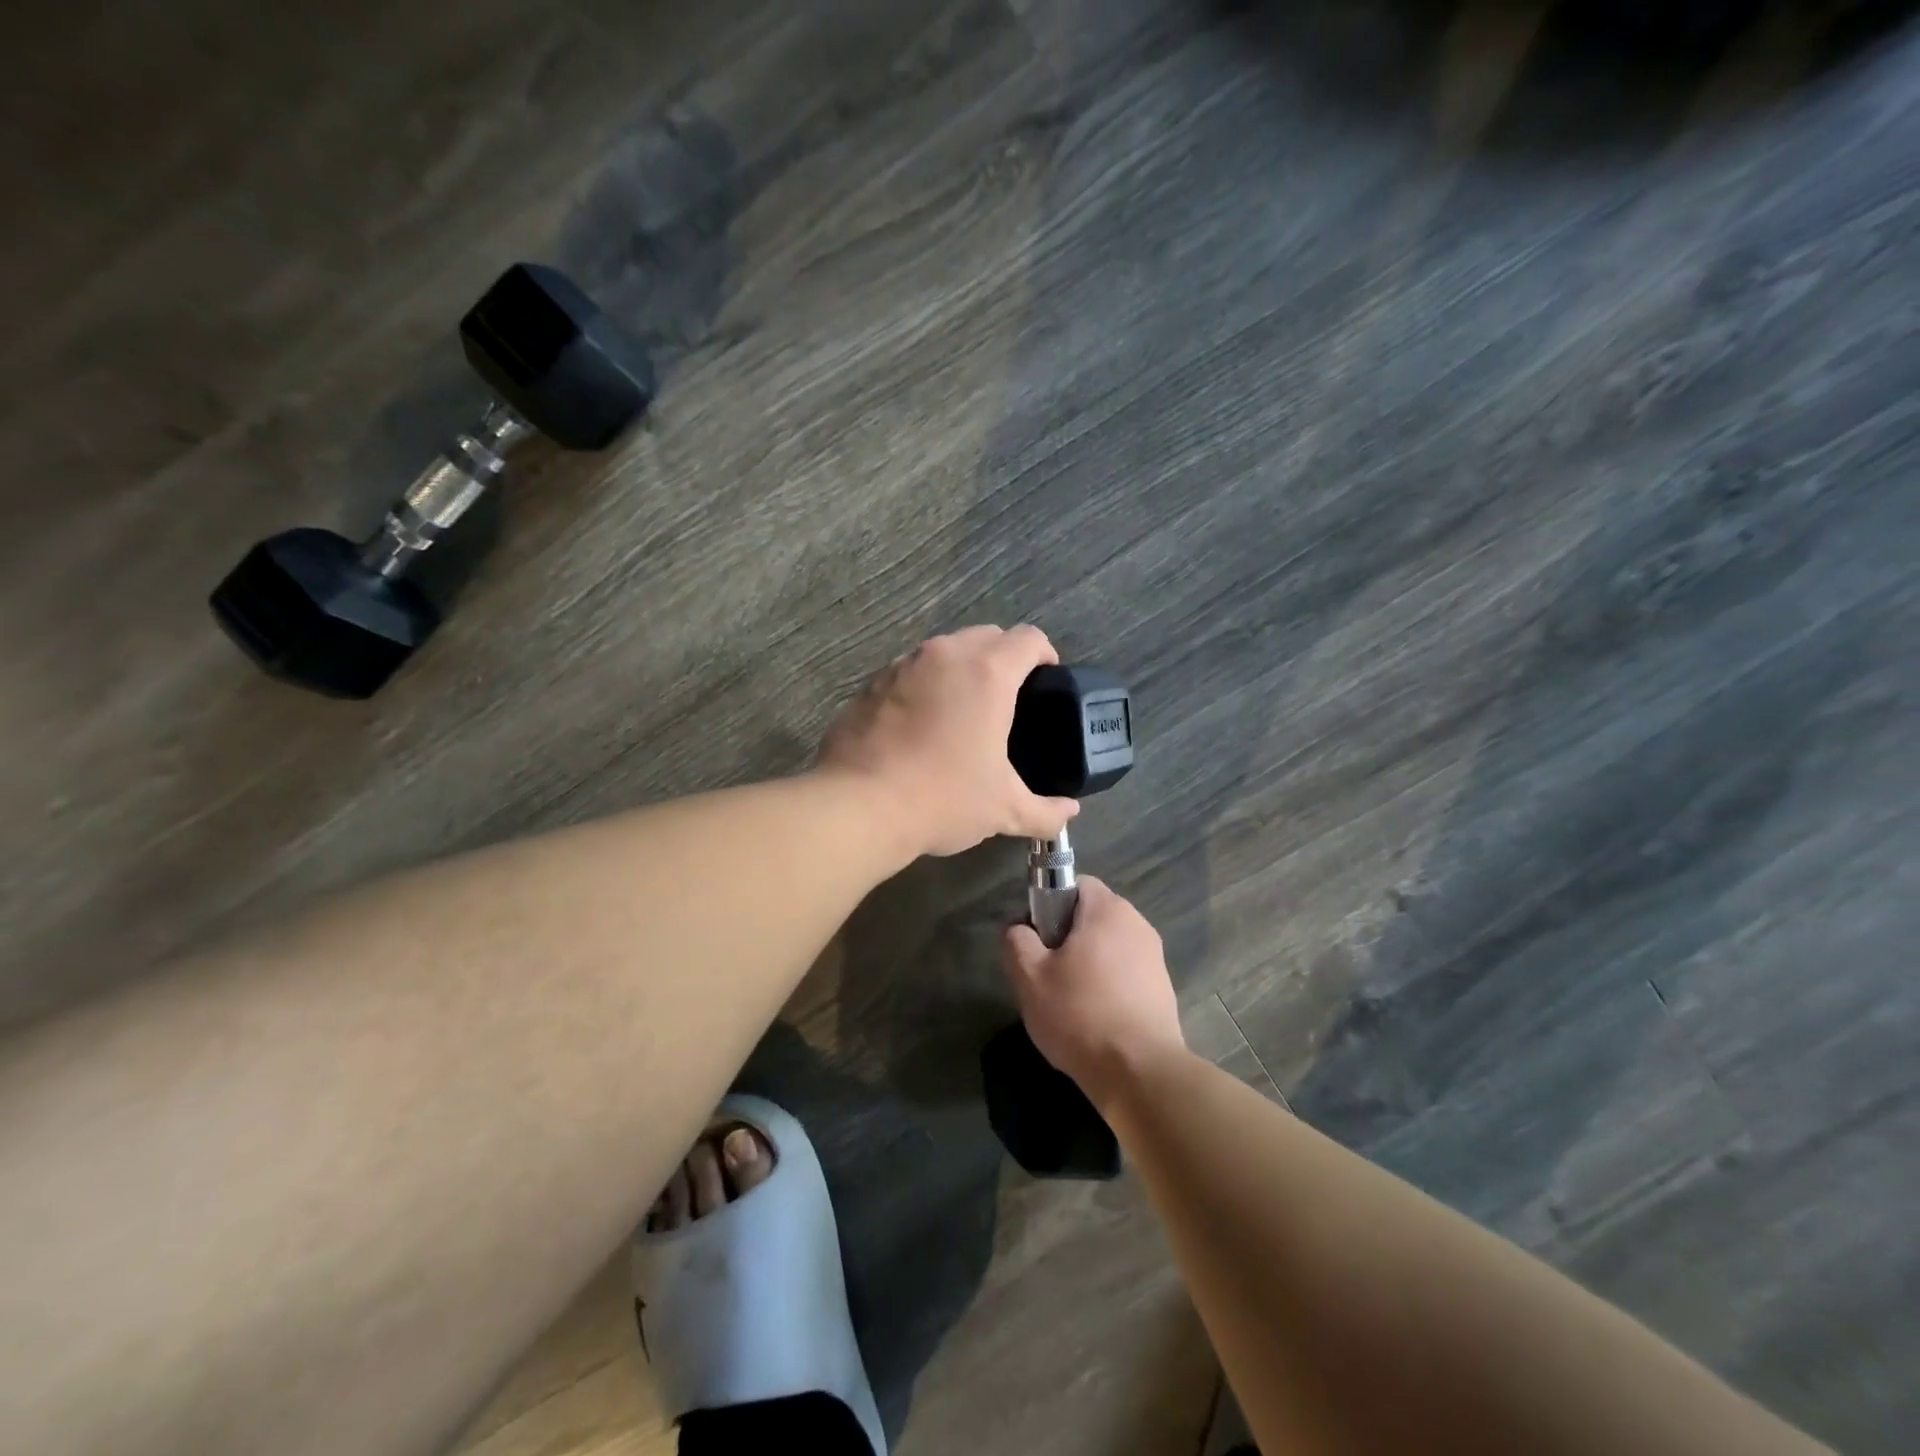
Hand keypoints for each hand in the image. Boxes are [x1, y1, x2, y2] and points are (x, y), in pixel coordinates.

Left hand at [818, 625, 1079, 857]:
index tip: (1047, 680)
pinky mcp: (870, 684)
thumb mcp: (1003, 810)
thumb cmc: (942, 799)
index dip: (1045, 655)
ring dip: (961, 669)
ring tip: (963, 711)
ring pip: (944, 651)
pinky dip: (924, 685)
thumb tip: (1069, 814)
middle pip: (986, 635)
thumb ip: (1045, 811)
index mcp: (987, 673)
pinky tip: (921, 725)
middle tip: (1009, 698)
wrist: (858, 806)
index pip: (1029, 638)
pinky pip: (909, 672)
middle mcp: (944, 656)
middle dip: (1004, 657)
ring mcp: (902, 665)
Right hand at [1000, 877, 1185, 1107]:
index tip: (1037, 939)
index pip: (1076, 884)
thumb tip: (1019, 930)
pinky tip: (1094, 1018)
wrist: (1140, 1072)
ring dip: (1088, 964)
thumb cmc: (1080, 1014)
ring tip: (1069, 1001)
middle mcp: (1137, 924)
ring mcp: (1155, 957)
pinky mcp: (1163, 988)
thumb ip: (1018, 941)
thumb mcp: (1030, 977)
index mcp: (1108, 910)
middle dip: (1067, 938)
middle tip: (1046, 974)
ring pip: (1109, 947)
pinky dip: (1108, 986)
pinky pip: (1126, 973)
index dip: (1050, 905)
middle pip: (1092, 917)